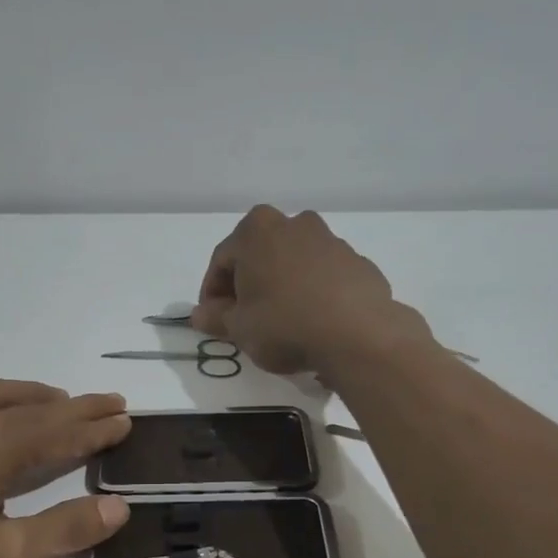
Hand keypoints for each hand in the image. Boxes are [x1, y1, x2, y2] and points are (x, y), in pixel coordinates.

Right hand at [192, 205, 431, 374]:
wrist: (357, 335)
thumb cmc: (284, 324)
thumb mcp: (239, 328)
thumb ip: (216, 318)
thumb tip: (200, 314)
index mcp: (256, 230)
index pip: (221, 260)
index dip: (212, 293)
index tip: (213, 320)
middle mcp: (294, 223)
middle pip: (259, 254)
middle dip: (248, 283)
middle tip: (244, 318)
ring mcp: (330, 240)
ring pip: (293, 262)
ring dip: (281, 285)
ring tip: (280, 321)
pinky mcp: (357, 262)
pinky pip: (322, 276)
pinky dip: (312, 292)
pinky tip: (312, 321)